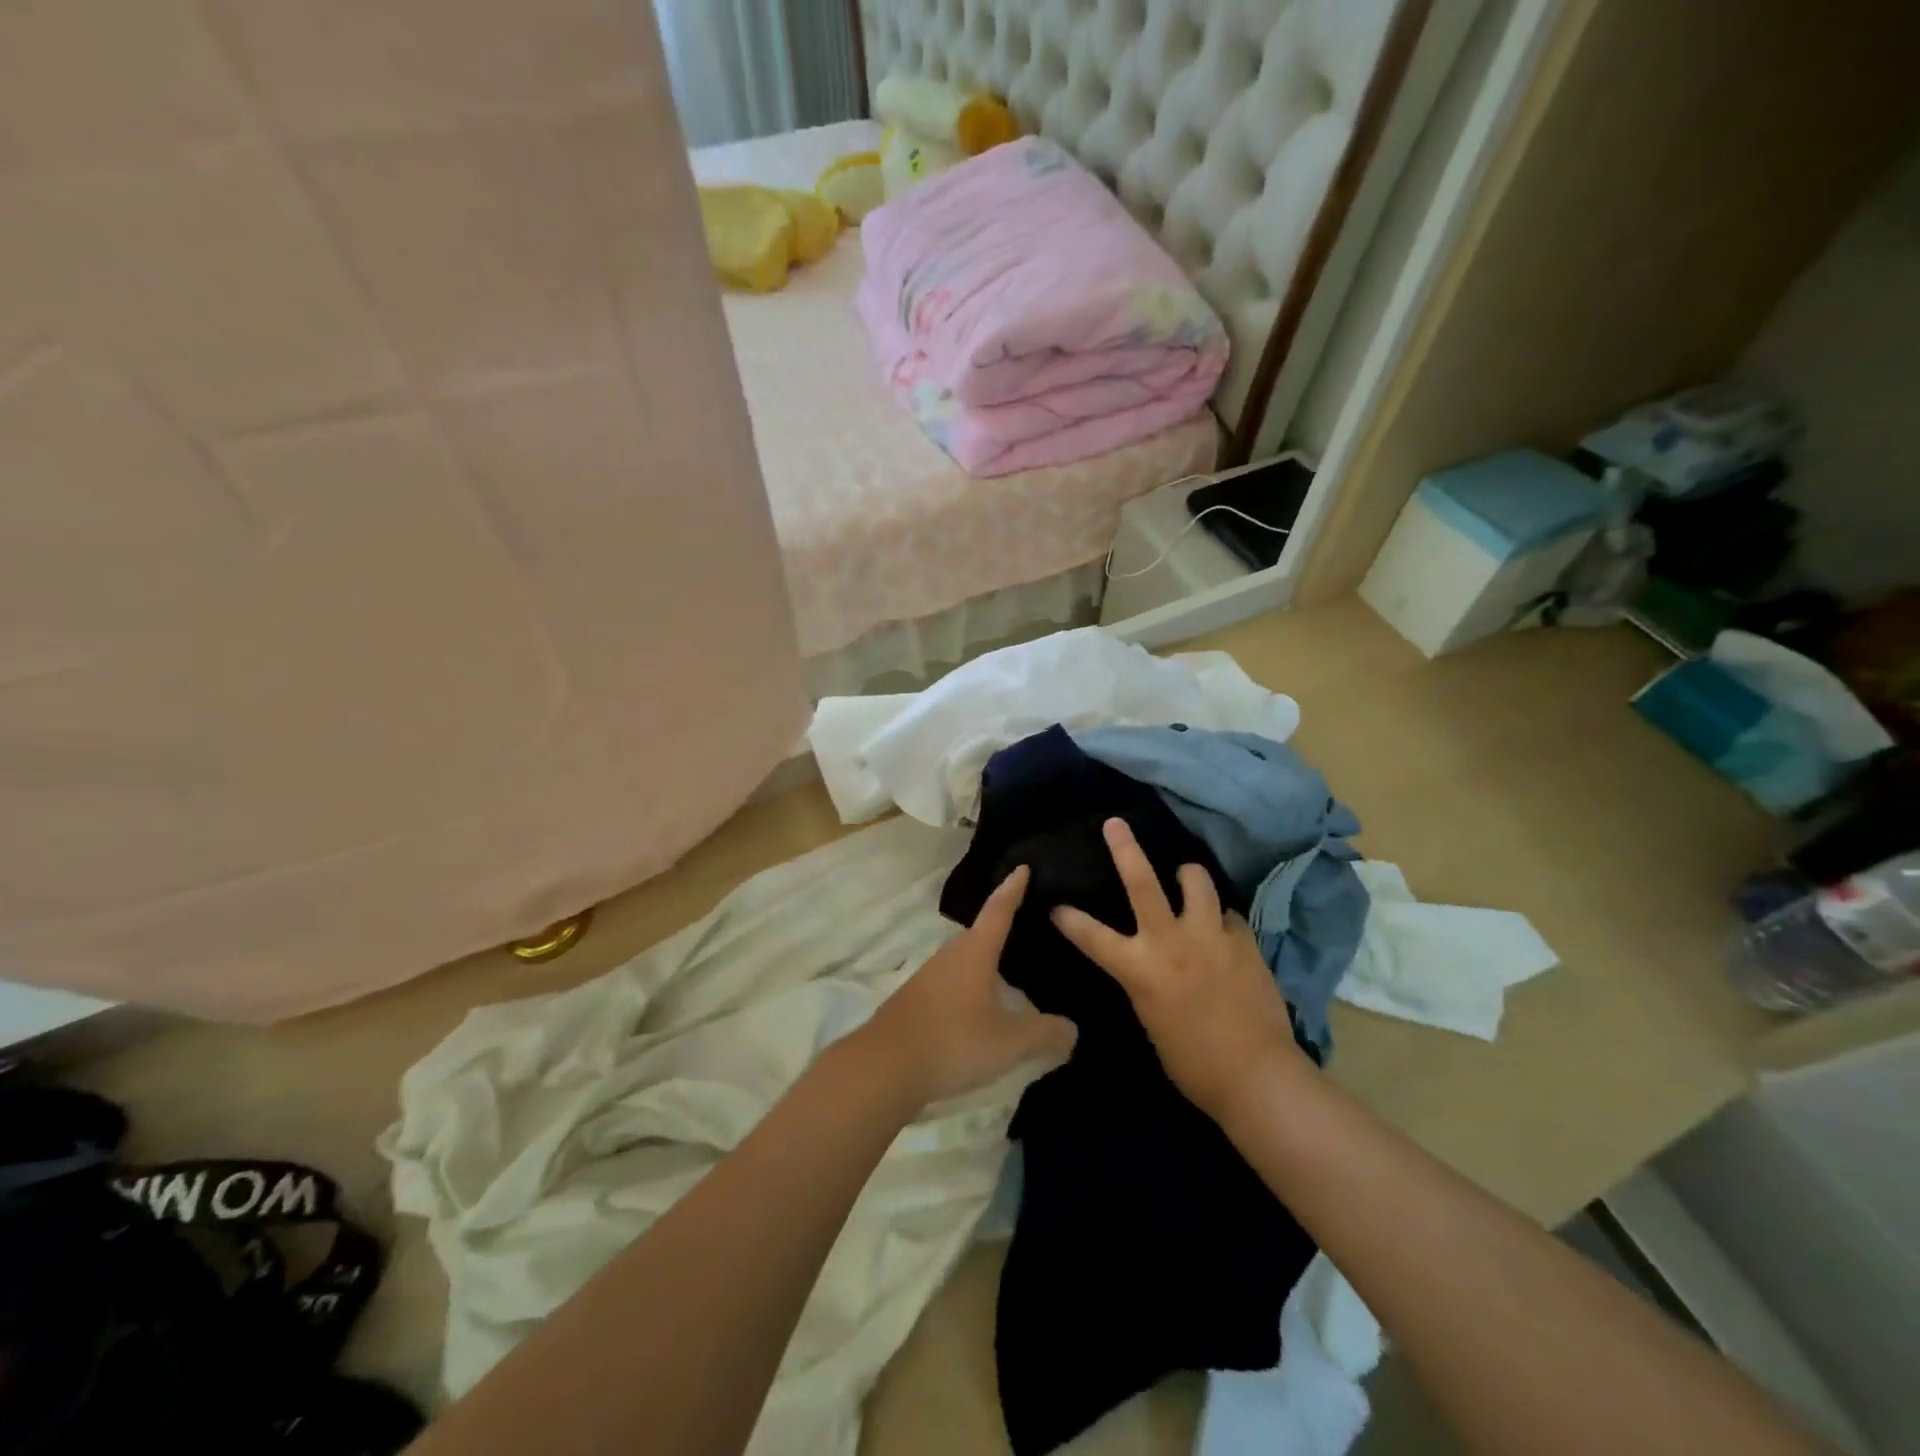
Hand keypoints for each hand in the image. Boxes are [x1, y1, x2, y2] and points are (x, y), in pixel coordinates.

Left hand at [859, 866, 1077, 1110]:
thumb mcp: (1010, 1041)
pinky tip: (981, 1008)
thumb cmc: (953, 1041)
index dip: (1013, 889)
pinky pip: (953, 984)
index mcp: (974, 951)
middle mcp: (950, 955)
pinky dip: (971, 987)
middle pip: (981, 934)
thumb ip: (1045, 1033)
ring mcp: (929, 978)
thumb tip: (1072, 1029)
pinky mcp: (917, 1001)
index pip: (999, 910)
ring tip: (1011, 973)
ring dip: (986, 963)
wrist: (884, 1068)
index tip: (1023, 867)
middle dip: (1003, 928)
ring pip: (965, 961)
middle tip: (1029, 927)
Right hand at [1051, 818, 1307, 1124]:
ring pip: (1196, 882)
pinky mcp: (1244, 941)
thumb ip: (1145, 981)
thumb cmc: (1192, 1063)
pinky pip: (1229, 915)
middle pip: (1143, 882)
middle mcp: (1171, 942)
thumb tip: (1149, 964)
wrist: (1256, 1076)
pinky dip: (1221, 919)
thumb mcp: (1151, 1018)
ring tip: (1187, 877)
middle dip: (1125, 848)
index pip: (1091, 935)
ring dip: (1188, 876)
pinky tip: (1224, 932)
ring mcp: (1210, 937)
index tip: (1056, 906)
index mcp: (1140, 969)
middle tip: (1115, 824)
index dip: (1069, 919)